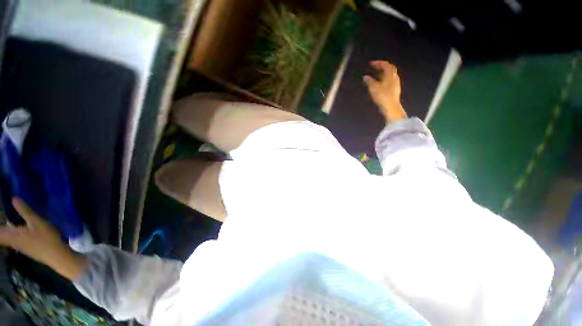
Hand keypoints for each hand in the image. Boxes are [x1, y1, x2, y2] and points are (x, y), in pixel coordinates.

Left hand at [0, 198, 85, 279]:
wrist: (57, 255)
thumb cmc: (45, 238)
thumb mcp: (37, 222)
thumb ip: (24, 211)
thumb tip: (13, 198)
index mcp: (11, 234)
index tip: (1, 216)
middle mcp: (12, 240)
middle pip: (1, 235)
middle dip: (2, 228)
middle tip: (8, 216)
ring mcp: (19, 245)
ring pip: (7, 237)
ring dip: (6, 229)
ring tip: (12, 220)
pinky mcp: (25, 247)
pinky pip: (14, 238)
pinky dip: (13, 232)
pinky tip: (21, 228)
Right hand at [364, 61, 406, 122]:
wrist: (391, 107)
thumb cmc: (383, 96)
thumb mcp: (373, 88)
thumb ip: (369, 81)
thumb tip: (366, 77)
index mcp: (390, 74)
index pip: (385, 65)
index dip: (378, 63)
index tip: (371, 63)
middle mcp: (394, 77)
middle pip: (389, 69)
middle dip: (381, 67)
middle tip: (374, 68)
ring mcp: (395, 83)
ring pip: (389, 75)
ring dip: (382, 74)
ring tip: (375, 76)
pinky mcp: (394, 89)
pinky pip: (389, 81)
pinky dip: (383, 79)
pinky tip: (379, 84)